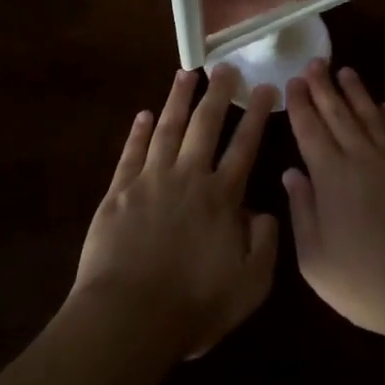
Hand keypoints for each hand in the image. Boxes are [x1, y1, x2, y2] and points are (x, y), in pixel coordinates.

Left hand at [71, 66, 278, 360]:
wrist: (128, 318)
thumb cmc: (193, 305)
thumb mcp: (250, 284)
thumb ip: (265, 243)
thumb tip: (265, 211)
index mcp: (222, 197)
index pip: (245, 145)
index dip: (256, 115)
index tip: (265, 87)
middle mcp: (189, 178)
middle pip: (206, 125)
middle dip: (218, 93)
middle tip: (226, 66)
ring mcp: (151, 181)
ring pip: (168, 129)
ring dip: (178, 99)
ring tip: (186, 72)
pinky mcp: (118, 192)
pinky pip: (131, 153)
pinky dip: (138, 131)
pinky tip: (143, 114)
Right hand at [282, 62, 384, 340]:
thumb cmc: (366, 281)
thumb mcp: (315, 259)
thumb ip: (302, 210)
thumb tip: (291, 172)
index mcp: (330, 175)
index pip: (310, 129)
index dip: (300, 103)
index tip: (293, 80)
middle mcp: (361, 157)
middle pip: (339, 113)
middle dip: (324, 86)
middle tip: (316, 62)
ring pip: (371, 115)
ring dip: (357, 92)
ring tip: (346, 72)